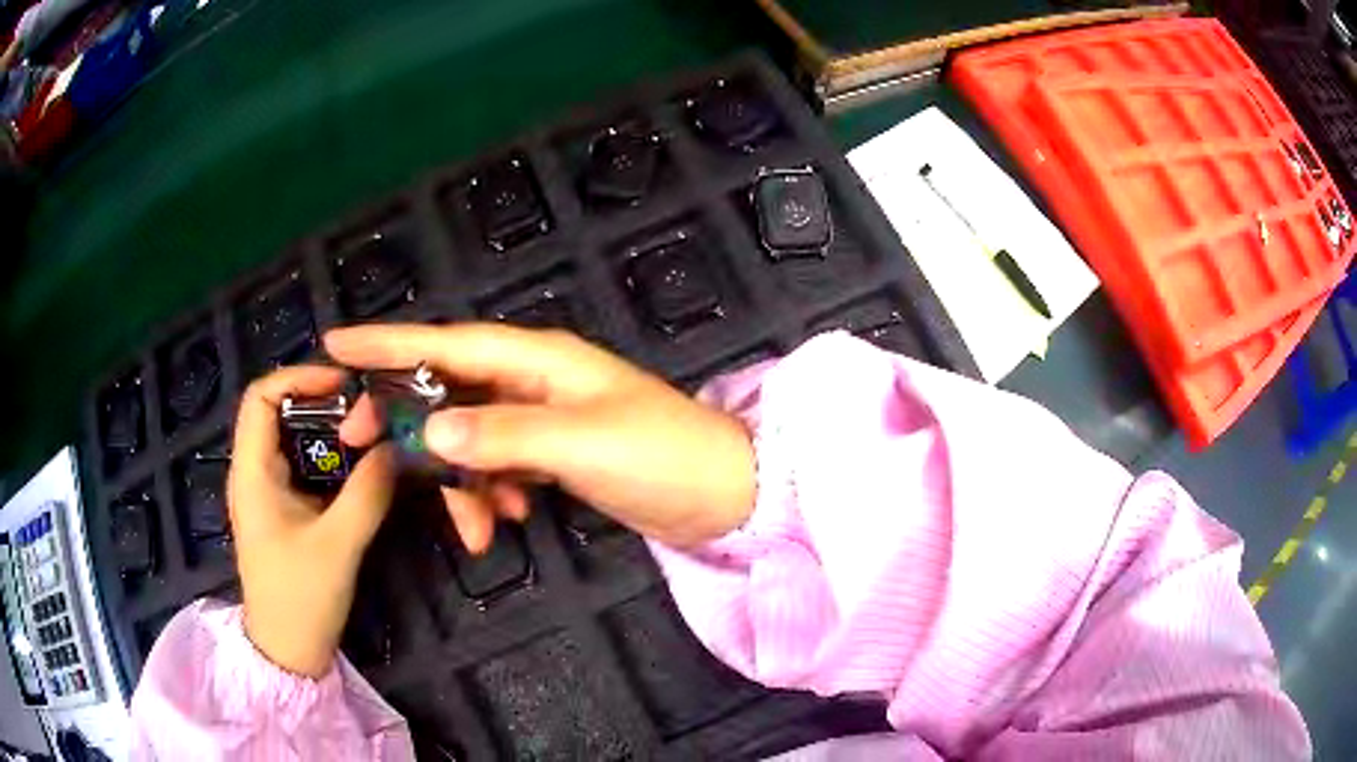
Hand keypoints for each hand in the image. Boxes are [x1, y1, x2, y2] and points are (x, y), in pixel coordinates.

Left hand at [228, 366, 396, 677]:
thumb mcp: (338, 544)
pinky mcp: (282, 510)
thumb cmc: (301, 598)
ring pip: (292, 439)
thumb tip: (397, 447)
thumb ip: (368, 492)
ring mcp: (266, 492)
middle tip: (367, 409)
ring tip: (369, 432)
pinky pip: (303, 467)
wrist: (288, 650)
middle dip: (321, 401)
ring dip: (328, 431)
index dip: (298, 378)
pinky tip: (359, 468)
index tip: (343, 384)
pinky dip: (330, 458)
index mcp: (251, 472)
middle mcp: (253, 472)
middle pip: (278, 412)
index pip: (260, 397)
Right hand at [325, 323, 755, 550]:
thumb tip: (430, 431)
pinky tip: (511, 519)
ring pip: (469, 439)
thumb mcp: (579, 444)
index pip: (446, 343)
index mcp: (537, 359)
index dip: (387, 343)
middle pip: (446, 390)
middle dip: (408, 425)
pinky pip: (499, 466)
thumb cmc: (661, 457)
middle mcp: (531, 379)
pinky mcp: (552, 452)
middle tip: (367, 452)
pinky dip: (493, 493)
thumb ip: (502, 435)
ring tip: (480, 530)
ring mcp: (541, 417)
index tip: (334, 345)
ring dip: (462, 484)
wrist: (722, 494)